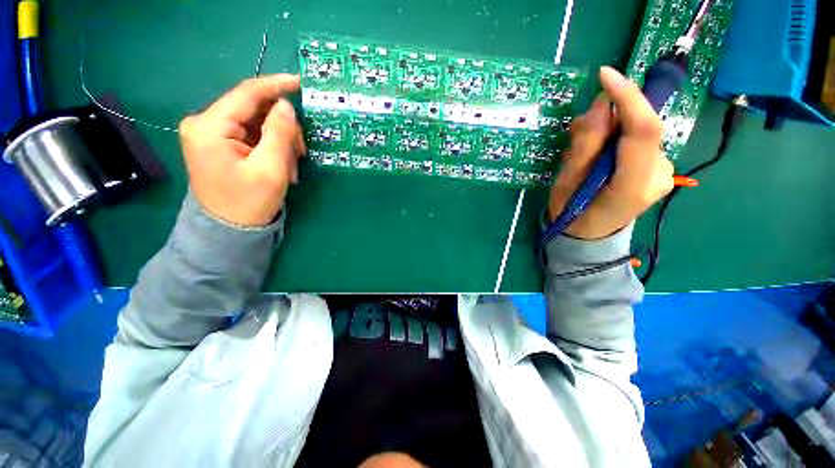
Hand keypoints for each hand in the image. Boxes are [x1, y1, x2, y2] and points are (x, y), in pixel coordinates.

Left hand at [179, 75, 305, 226]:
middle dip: (283, 129)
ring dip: (280, 143)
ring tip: (291, 169)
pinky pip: (253, 136)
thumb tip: (287, 106)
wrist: (228, 231)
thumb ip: (279, 134)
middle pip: (254, 110)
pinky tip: (281, 167)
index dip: (276, 86)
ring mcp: (212, 134)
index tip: (301, 83)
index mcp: (210, 127)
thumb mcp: (270, 169)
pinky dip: (272, 149)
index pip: (247, 94)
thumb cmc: (248, 203)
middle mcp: (205, 124)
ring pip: (258, 124)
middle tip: (301, 153)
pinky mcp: (221, 145)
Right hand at [548, 66, 673, 238]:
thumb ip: (586, 146)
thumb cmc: (572, 214)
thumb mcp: (566, 183)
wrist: (591, 235)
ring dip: (610, 129)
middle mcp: (659, 175)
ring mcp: (663, 171)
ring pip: (639, 132)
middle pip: (641, 128)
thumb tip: (603, 104)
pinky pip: (639, 140)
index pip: (644, 130)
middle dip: (610, 119)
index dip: (628, 97)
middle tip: (579, 130)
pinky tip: (598, 152)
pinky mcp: (659, 167)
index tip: (605, 75)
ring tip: (582, 147)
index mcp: (633, 185)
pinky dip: (616, 138)